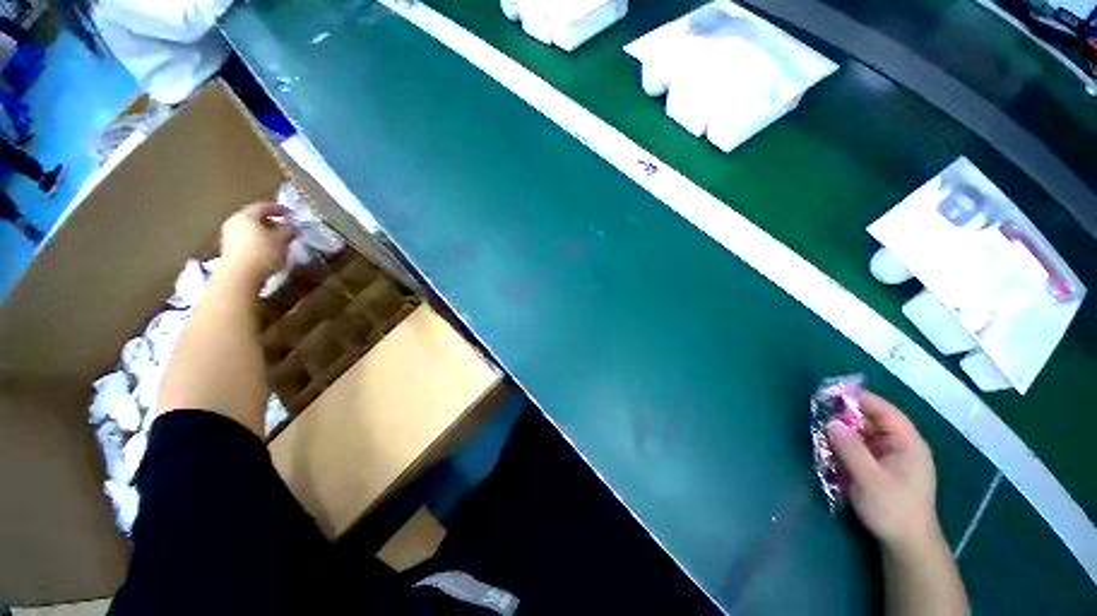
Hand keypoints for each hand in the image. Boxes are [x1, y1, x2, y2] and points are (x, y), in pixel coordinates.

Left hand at [219, 203, 295, 285]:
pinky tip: (268, 249)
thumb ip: (289, 230)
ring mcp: (229, 236)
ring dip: (264, 232)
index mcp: (246, 215)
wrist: (240, 276)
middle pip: (254, 218)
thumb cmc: (263, 253)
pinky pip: (247, 240)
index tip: (292, 214)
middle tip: (285, 227)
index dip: (279, 209)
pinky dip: (258, 241)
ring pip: (250, 229)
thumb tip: (292, 227)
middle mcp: (234, 222)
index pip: (264, 206)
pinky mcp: (230, 249)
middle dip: (271, 221)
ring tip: (279, 240)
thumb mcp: (283, 240)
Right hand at [826, 392, 941, 555]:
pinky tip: (829, 451)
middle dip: (844, 417)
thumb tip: (830, 422)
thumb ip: (851, 449)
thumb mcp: (870, 479)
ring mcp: (890, 457)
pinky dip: (844, 446)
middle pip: (870, 421)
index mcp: (907, 443)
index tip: (830, 393)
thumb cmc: (893, 509)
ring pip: (862, 435)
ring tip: (819, 432)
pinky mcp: (880, 468)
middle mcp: (899, 445)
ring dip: (841, 433)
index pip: (883, 411)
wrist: (906, 544)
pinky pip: (859, 449)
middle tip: (818, 414)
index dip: (858, 399)